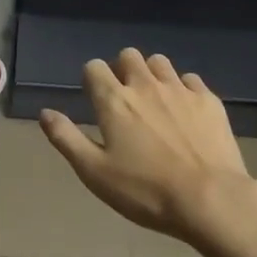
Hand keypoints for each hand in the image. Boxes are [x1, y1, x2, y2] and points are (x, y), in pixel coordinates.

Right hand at [39, 50, 255, 243]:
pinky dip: (182, 88)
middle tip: (124, 100)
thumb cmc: (145, 191)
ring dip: (151, 74)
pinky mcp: (209, 101)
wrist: (210, 199)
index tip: (95, 100)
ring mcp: (181, 90)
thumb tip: (45, 112)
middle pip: (128, 56)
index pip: (94, 68)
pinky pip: (190, 79)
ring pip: (160, 63)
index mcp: (113, 101)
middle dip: (122, 70)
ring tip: (153, 102)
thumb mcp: (94, 172)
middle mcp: (145, 86)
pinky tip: (184, 111)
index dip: (91, 80)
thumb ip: (66, 138)